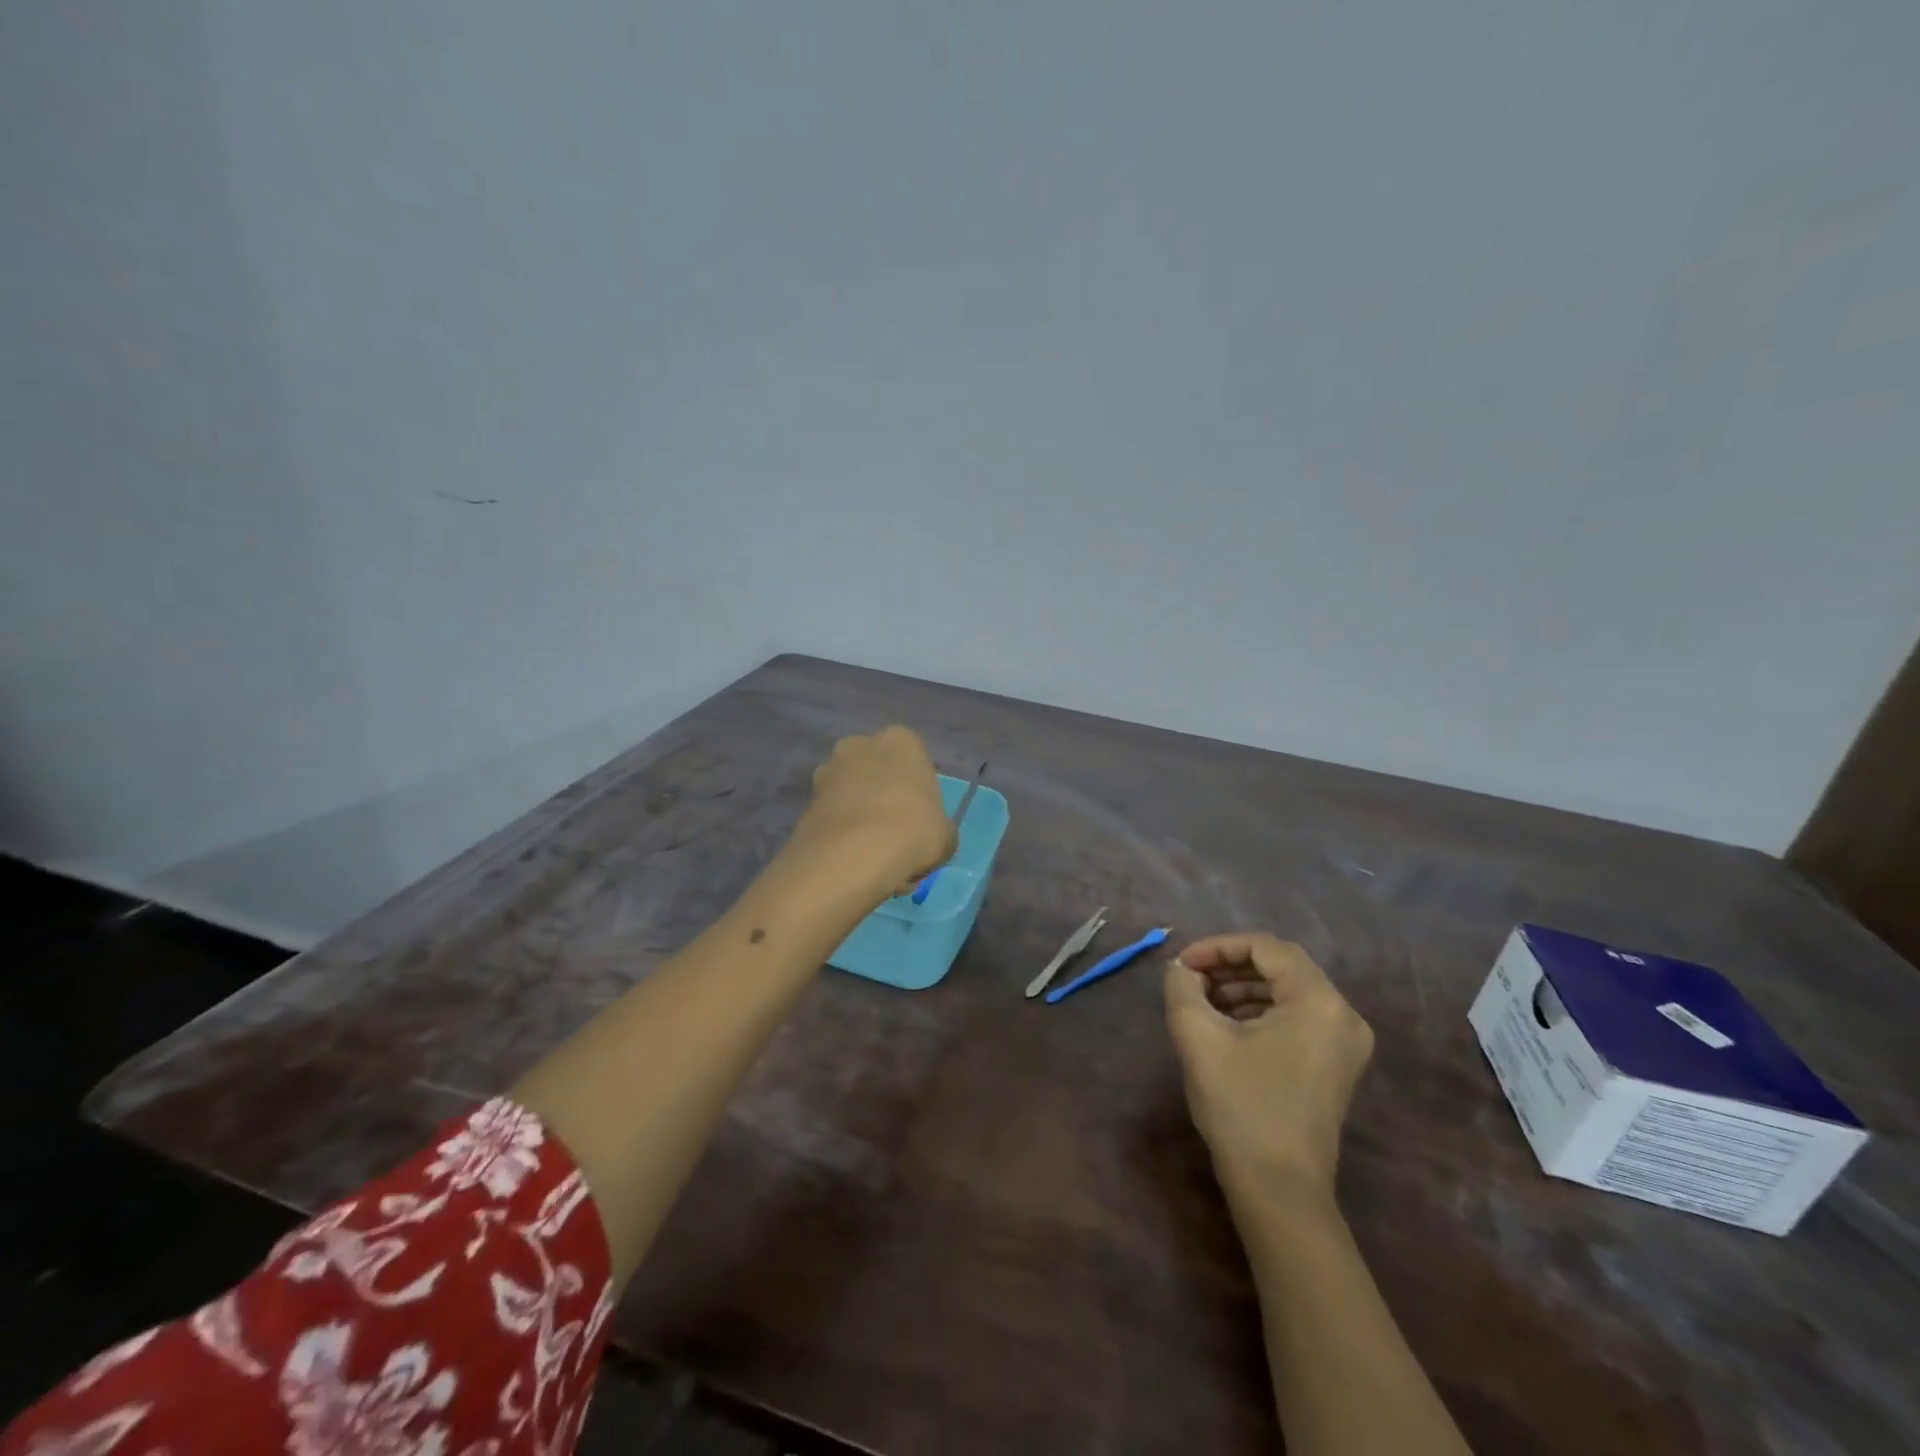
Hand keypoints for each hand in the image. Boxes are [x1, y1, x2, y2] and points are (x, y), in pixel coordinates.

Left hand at [793, 726, 956, 894]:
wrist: (852, 856)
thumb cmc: (912, 831)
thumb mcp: (946, 835)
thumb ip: (939, 827)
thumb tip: (931, 835)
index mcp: (901, 740)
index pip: (915, 758)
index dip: (918, 792)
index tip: (922, 820)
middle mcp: (860, 745)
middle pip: (878, 771)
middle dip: (885, 797)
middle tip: (897, 837)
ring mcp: (828, 771)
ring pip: (852, 793)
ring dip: (860, 815)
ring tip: (873, 855)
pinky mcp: (805, 801)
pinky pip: (832, 815)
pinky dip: (841, 833)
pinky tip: (852, 861)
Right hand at [1164, 933, 1373, 1203]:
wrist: (1278, 1189)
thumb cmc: (1240, 1105)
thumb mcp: (1198, 1036)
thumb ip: (1182, 987)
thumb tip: (1181, 969)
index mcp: (1318, 1001)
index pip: (1265, 947)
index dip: (1217, 947)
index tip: (1182, 964)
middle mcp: (1342, 1014)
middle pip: (1280, 967)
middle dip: (1229, 966)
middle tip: (1190, 979)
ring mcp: (1345, 1043)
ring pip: (1287, 992)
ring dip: (1242, 988)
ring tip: (1201, 1001)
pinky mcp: (1336, 1065)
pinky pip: (1296, 1018)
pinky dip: (1259, 1011)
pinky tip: (1226, 1025)